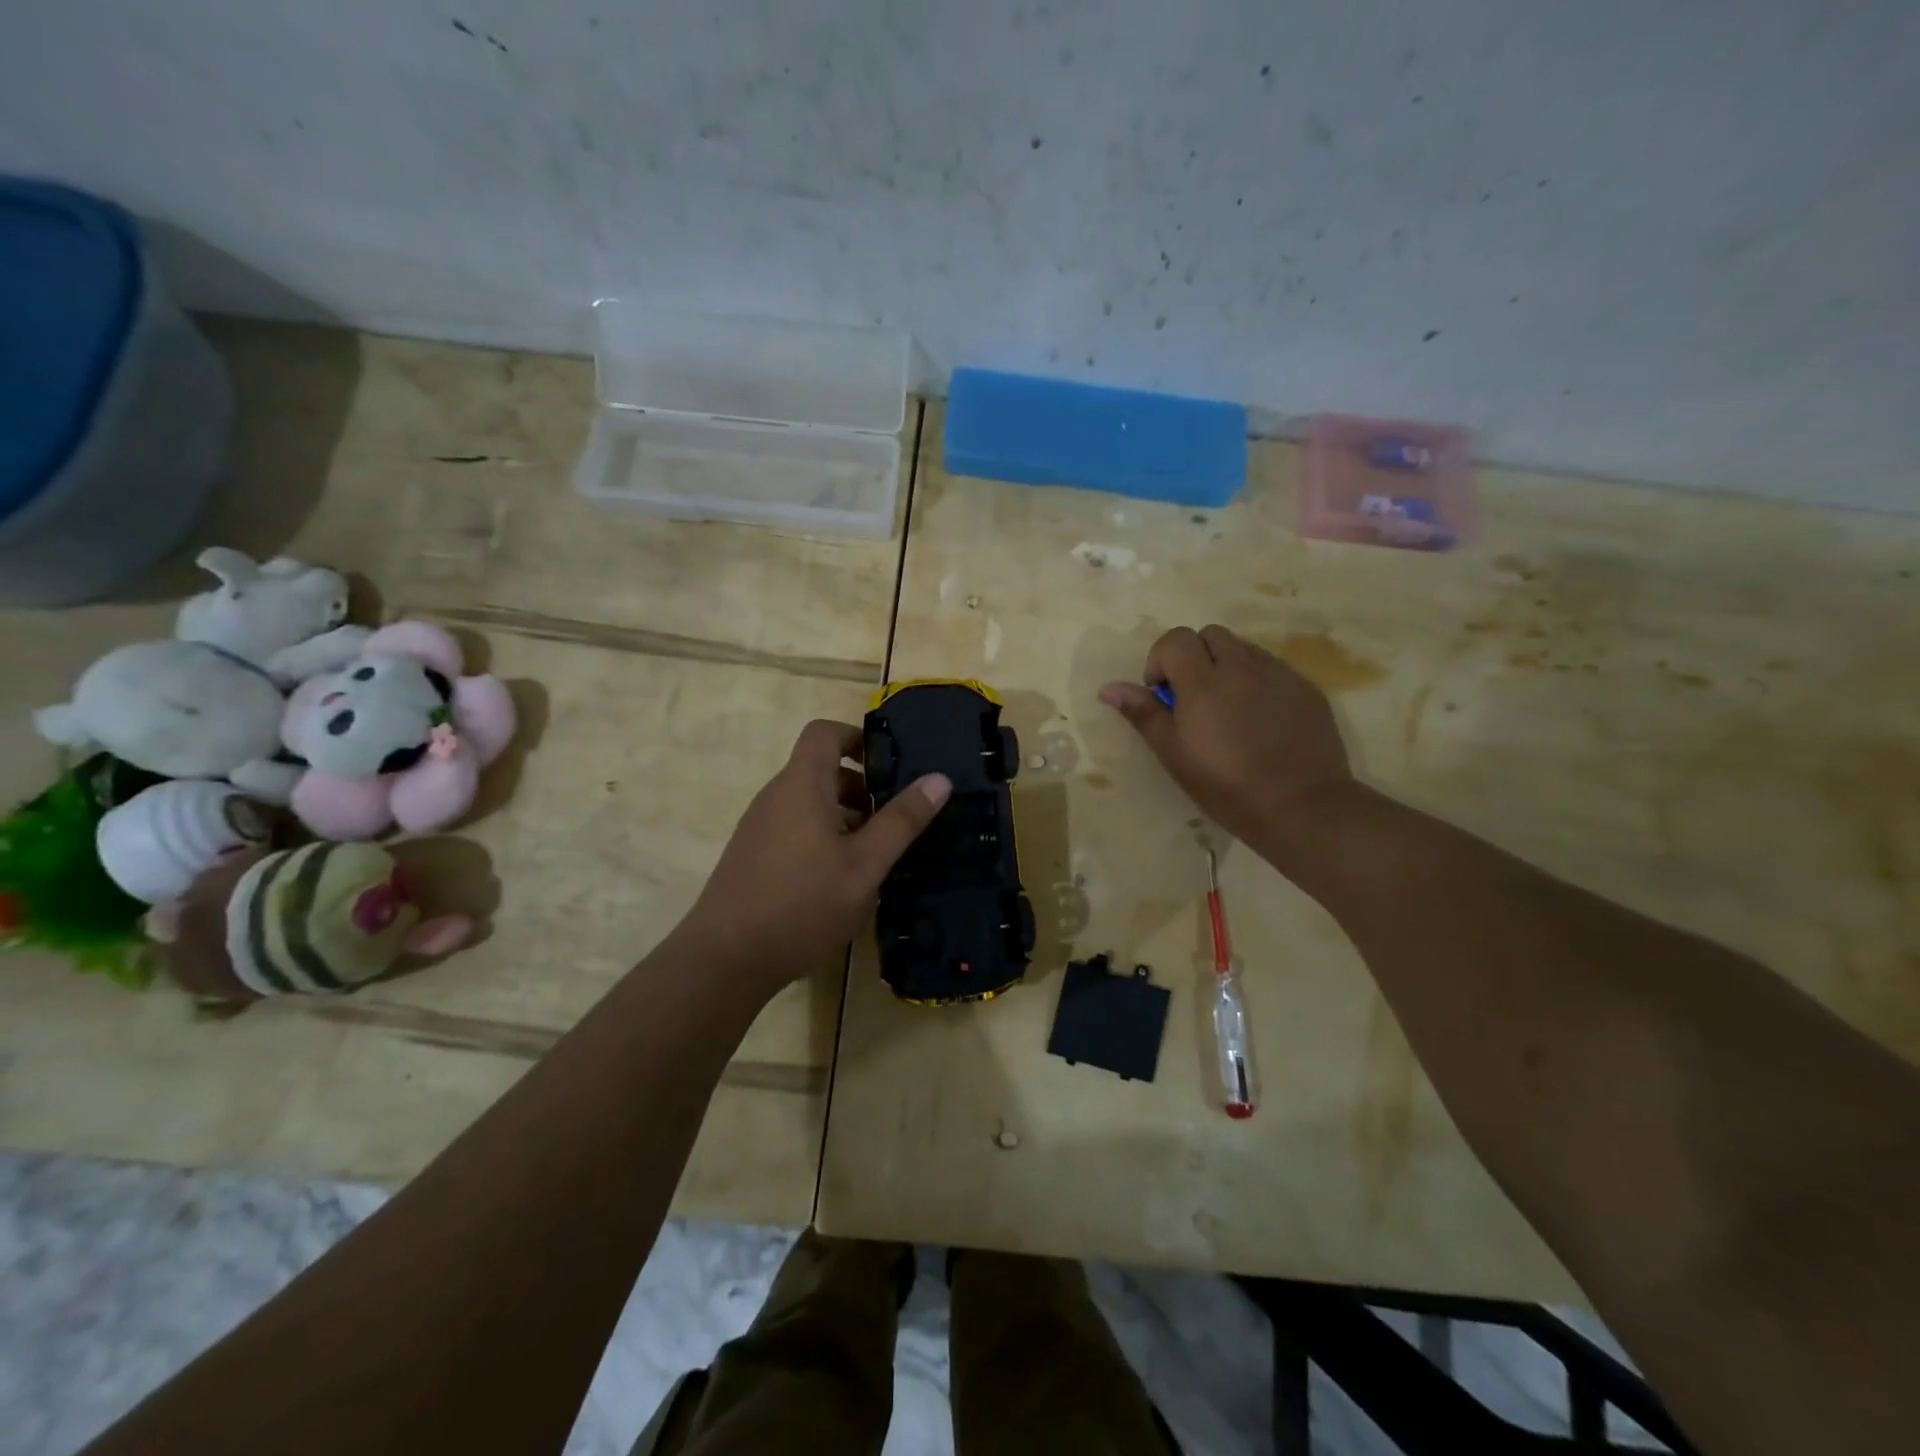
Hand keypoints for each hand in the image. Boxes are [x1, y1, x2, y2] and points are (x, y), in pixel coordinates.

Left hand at [678, 719, 950, 995]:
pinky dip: (823, 835)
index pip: (824, 732)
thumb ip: (902, 821)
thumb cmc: (802, 904)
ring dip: (845, 815)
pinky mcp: (753, 855)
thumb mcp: (865, 865)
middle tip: (895, 816)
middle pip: (820, 769)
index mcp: (801, 786)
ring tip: (875, 851)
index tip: (890, 764)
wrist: (726, 959)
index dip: (857, 737)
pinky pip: (794, 827)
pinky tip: (841, 878)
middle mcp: (776, 797)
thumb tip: (939, 778)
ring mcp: (760, 827)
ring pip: (809, 802)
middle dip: (861, 786)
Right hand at [1099, 625, 1354, 864]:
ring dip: (1226, 667)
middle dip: (1194, 656)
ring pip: (1243, 649)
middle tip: (1193, 698)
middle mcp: (1242, 667)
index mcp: (1204, 682)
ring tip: (1228, 709)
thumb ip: (1144, 714)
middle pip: (1210, 635)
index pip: (1176, 638)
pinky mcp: (1306, 688)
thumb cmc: (1227, 787)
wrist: (1302, 808)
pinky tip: (1260, 720)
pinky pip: (1273, 668)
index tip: (1163, 694)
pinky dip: (1256, 681)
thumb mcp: (1175, 755)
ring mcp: (1279, 674)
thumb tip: (1109, 688)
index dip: (1161, 659)